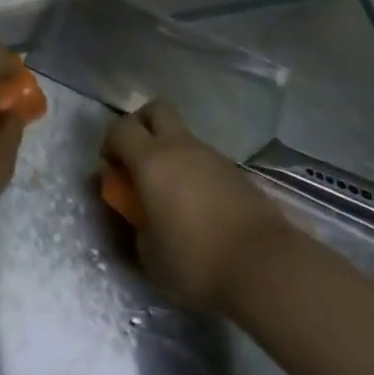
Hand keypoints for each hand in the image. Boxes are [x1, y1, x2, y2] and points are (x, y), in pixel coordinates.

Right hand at [102, 102, 296, 313]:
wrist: (264, 265)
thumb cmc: (195, 261)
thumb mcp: (149, 255)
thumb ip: (135, 224)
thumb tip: (136, 211)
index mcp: (151, 160)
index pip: (120, 128)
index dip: (110, 143)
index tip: (112, 170)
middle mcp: (180, 146)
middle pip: (155, 109)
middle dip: (141, 126)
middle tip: (138, 161)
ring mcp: (211, 155)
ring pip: (182, 135)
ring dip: (170, 152)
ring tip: (172, 193)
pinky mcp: (235, 171)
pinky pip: (204, 158)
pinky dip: (194, 170)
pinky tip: (199, 205)